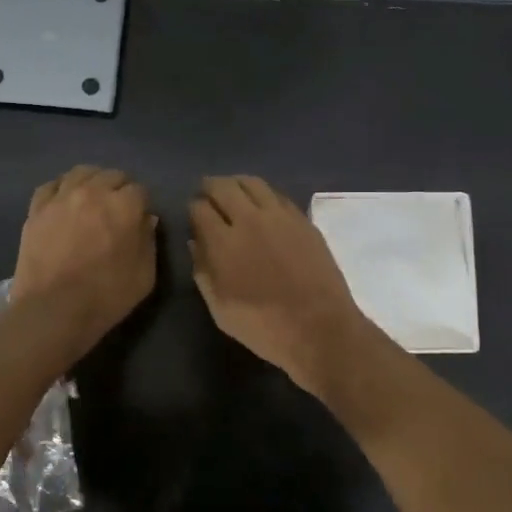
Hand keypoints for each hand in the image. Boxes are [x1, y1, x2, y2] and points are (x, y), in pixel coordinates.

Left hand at [12, 166, 157, 355]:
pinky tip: (64, 203)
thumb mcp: (145, 275)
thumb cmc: (107, 296)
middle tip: (116, 211)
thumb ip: (149, 241)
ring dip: (92, 182)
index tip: (138, 220)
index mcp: (124, 206)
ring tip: (91, 200)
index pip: (139, 190)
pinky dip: (61, 189)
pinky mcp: (36, 209)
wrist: (53, 310)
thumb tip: (146, 220)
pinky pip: (51, 186)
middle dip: (119, 189)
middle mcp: (93, 192)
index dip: (141, 205)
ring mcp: (61, 198)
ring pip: (81, 173)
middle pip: (111, 175)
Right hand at [188, 176, 373, 394]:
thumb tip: (194, 242)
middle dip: (210, 187)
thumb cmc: (263, 327)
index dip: (192, 209)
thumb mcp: (220, 309)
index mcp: (224, 242)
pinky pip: (277, 194)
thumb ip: (202, 271)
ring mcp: (280, 216)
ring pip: (252, 183)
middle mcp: (250, 219)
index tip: (193, 216)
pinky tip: (261, 203)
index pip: (199, 208)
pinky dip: (262, 193)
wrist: (319, 328)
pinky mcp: (303, 220)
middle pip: (224, 187)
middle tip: (207, 193)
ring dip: (236, 183)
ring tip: (232, 191)